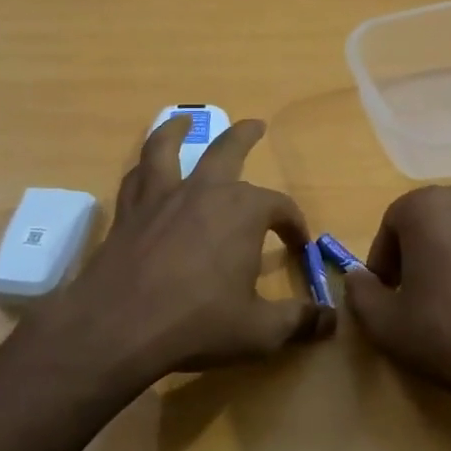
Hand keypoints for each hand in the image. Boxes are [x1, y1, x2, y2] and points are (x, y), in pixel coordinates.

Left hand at [41, 117, 334, 384]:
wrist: (118, 326)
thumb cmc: (198, 323)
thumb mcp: (260, 330)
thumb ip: (299, 321)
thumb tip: (331, 320)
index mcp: (243, 211)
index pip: (280, 206)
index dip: (294, 224)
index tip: (298, 246)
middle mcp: (203, 191)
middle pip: (227, 150)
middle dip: (245, 136)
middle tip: (256, 126)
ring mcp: (160, 198)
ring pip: (167, 147)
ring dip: (177, 129)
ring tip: (184, 119)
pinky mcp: (128, 213)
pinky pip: (136, 178)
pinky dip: (143, 168)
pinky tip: (144, 171)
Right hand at [345, 186, 450, 401]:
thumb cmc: (444, 332)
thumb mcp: (384, 322)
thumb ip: (360, 292)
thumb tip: (356, 277)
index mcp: (428, 208)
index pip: (391, 222)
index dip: (382, 258)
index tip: (384, 290)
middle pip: (428, 221)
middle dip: (414, 251)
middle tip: (410, 291)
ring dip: (447, 257)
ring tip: (445, 299)